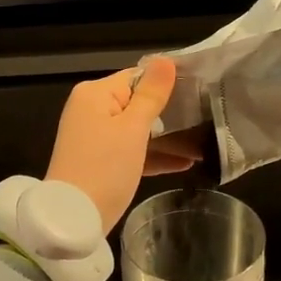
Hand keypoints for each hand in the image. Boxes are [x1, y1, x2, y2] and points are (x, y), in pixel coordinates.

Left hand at [46, 57, 199, 230]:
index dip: (168, 82)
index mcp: (95, 94)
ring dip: (168, 138)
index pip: (138, 76)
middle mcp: (91, 109)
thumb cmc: (104, 168)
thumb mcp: (132, 129)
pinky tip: (185, 163)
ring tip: (204, 144)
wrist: (72, 220)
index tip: (201, 89)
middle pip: (138, 102)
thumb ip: (151, 95)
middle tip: (207, 117)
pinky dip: (153, 155)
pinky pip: (131, 150)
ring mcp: (94, 136)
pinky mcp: (99, 161)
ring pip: (137, 129)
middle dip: (171, 113)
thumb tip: (165, 60)